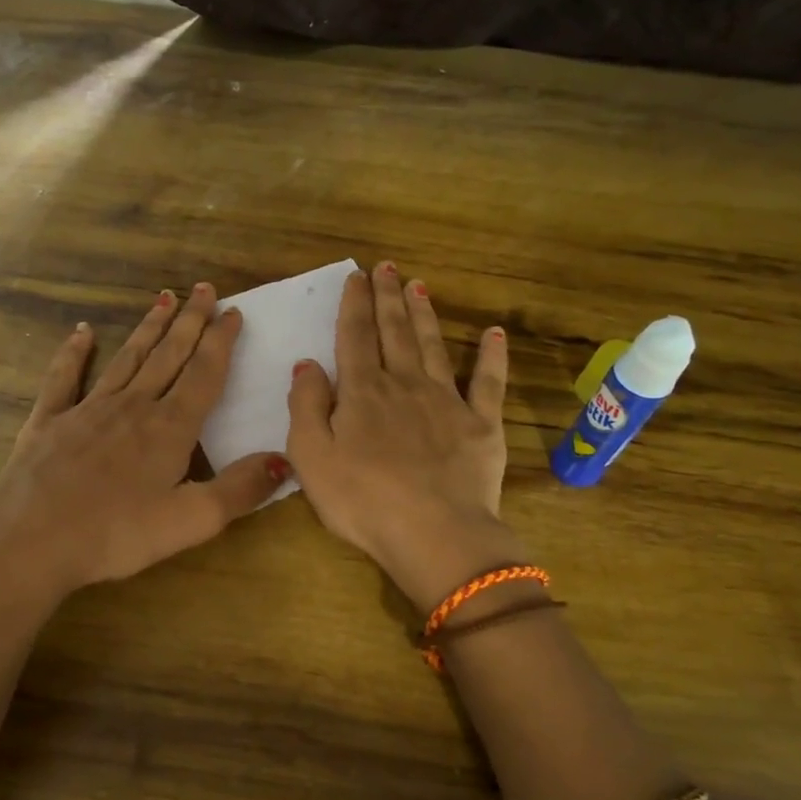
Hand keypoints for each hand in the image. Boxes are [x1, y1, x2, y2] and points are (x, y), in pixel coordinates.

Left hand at [0, 284, 287, 597]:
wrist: (30, 540)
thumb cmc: (115, 535)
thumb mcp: (190, 521)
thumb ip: (239, 490)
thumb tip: (284, 461)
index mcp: (169, 429)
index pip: (203, 375)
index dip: (221, 342)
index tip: (233, 312)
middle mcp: (132, 407)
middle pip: (168, 356)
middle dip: (190, 322)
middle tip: (205, 288)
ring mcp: (87, 410)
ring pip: (127, 358)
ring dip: (148, 328)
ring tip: (164, 298)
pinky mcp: (50, 421)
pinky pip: (65, 377)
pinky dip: (74, 352)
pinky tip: (82, 332)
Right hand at [286, 263, 521, 609]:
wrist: (433, 532)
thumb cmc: (362, 499)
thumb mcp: (311, 456)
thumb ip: (305, 406)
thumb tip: (307, 364)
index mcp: (363, 392)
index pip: (355, 337)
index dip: (354, 304)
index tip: (357, 276)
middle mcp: (405, 384)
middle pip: (395, 332)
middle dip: (389, 297)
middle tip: (388, 266)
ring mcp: (447, 401)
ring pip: (434, 346)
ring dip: (425, 315)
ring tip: (420, 286)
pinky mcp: (481, 424)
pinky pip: (488, 382)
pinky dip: (492, 356)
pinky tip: (494, 333)